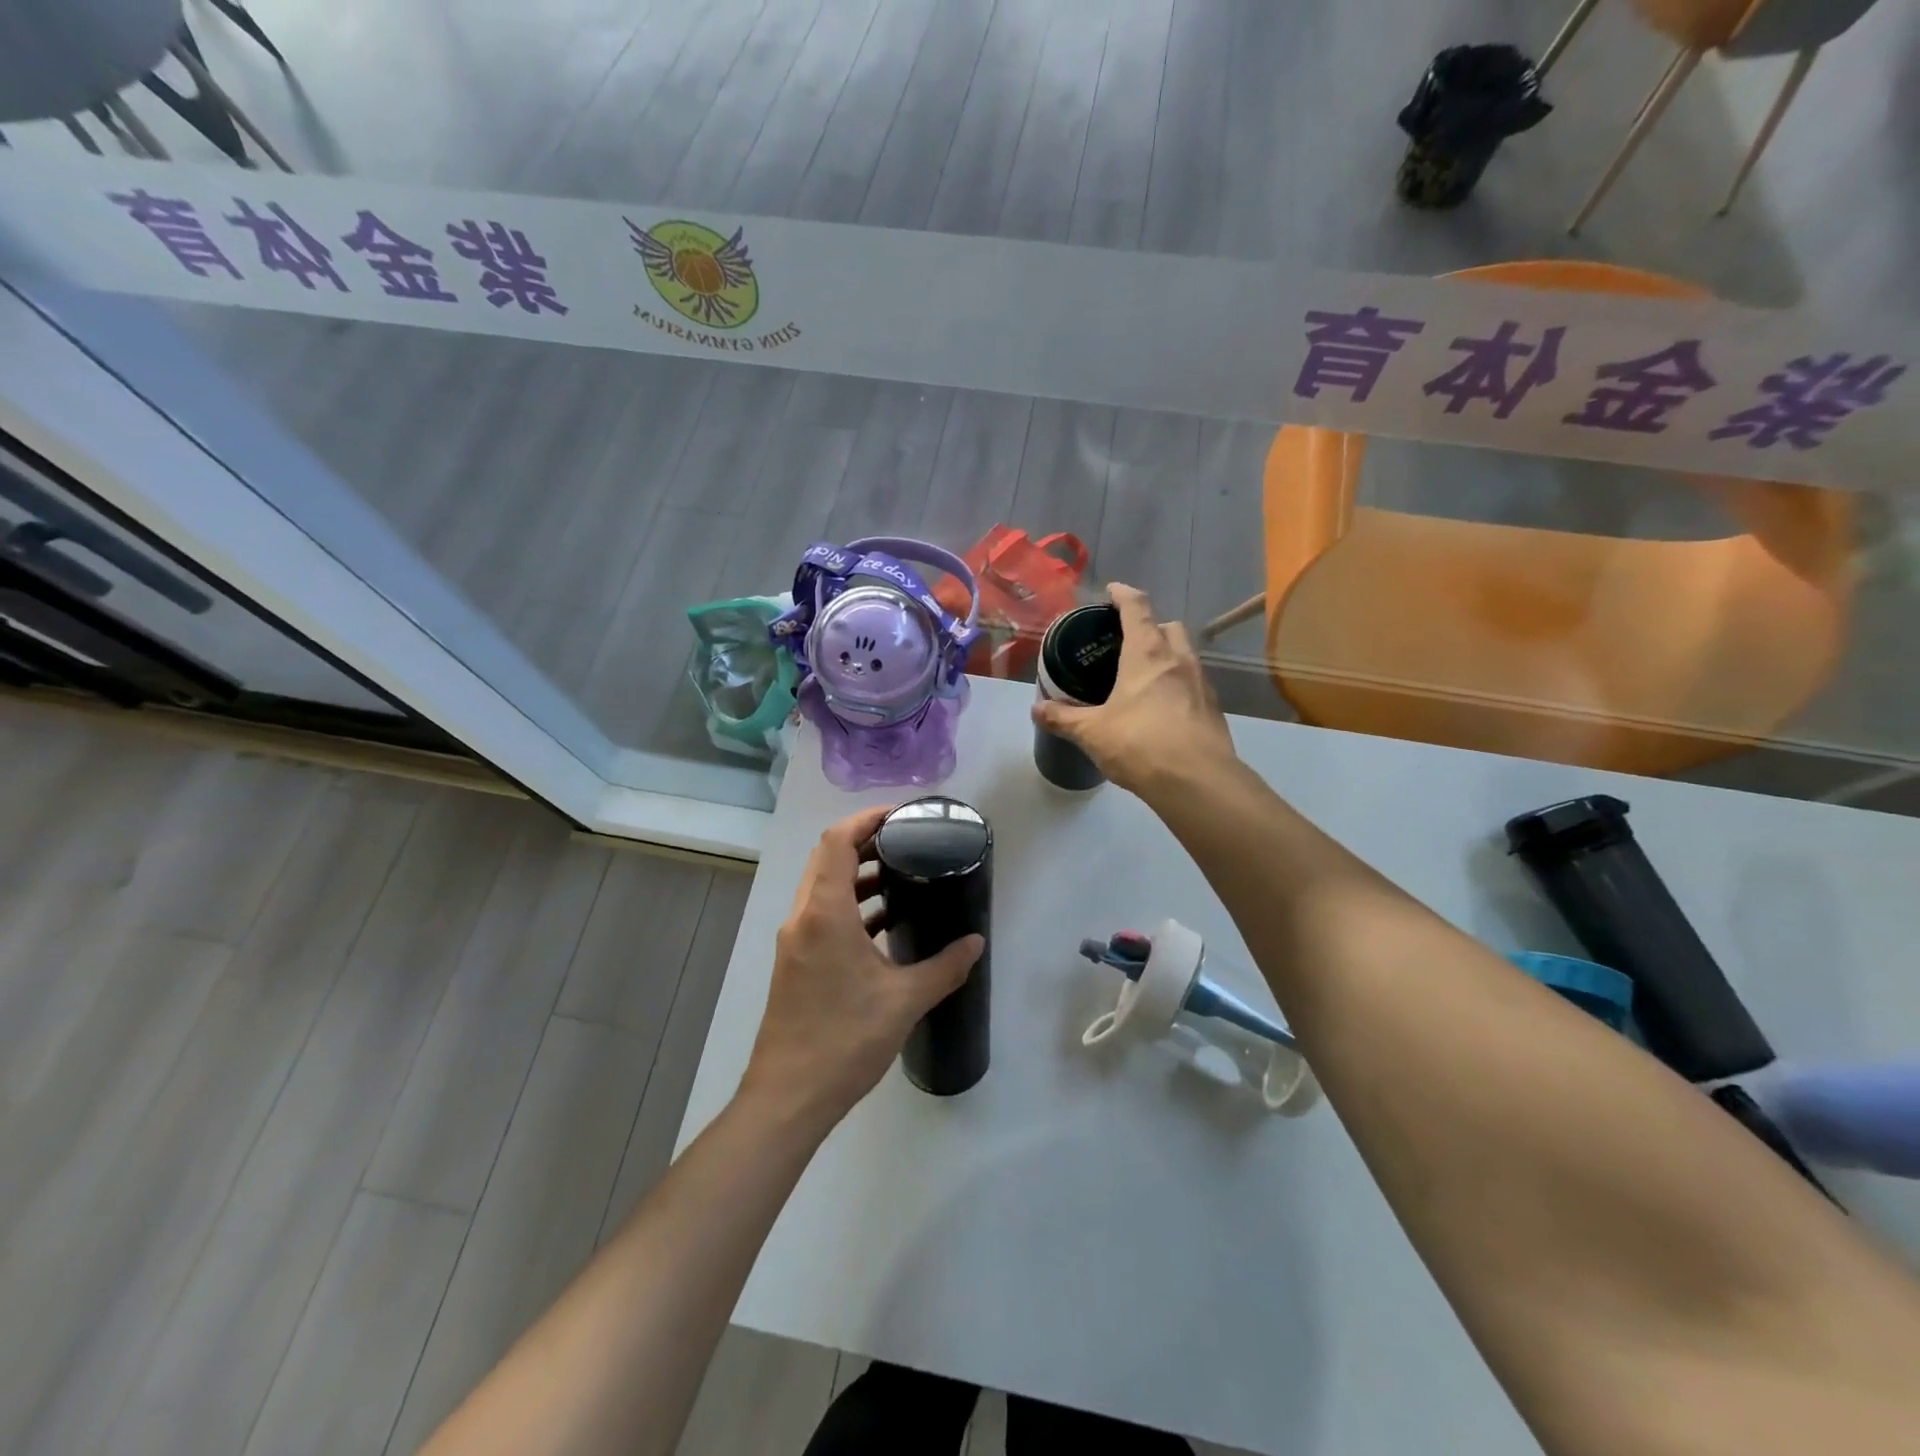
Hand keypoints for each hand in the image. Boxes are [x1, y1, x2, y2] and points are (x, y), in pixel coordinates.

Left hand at [741, 806, 983, 1131]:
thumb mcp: (904, 1001)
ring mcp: (794, 942)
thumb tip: (976, 943)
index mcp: (825, 913)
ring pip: (822, 888)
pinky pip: (821, 916)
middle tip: (906, 842)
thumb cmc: (845, 1040)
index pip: (837, 841)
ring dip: (855, 876)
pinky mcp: (794, 963)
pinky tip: (882, 925)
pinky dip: (849, 906)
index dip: (866, 819)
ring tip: (899, 878)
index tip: (900, 815)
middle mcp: (803, 918)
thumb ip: (945, 967)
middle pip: (827, 859)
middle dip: (864, 843)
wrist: (788, 1098)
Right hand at [1031, 583, 1237, 800]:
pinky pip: (1193, 683)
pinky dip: (1178, 685)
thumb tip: (1036, 709)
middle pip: (1168, 626)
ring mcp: (1201, 682)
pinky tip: (1163, 708)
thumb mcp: (1092, 732)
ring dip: (1166, 655)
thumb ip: (1063, 718)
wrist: (1198, 781)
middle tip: (1127, 642)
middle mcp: (1178, 658)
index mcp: (1146, 653)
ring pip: (1184, 654)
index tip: (1113, 591)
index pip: (1137, 607)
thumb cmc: (1140, 744)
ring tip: (1143, 676)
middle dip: (1150, 626)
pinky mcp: (1213, 708)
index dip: (1123, 594)